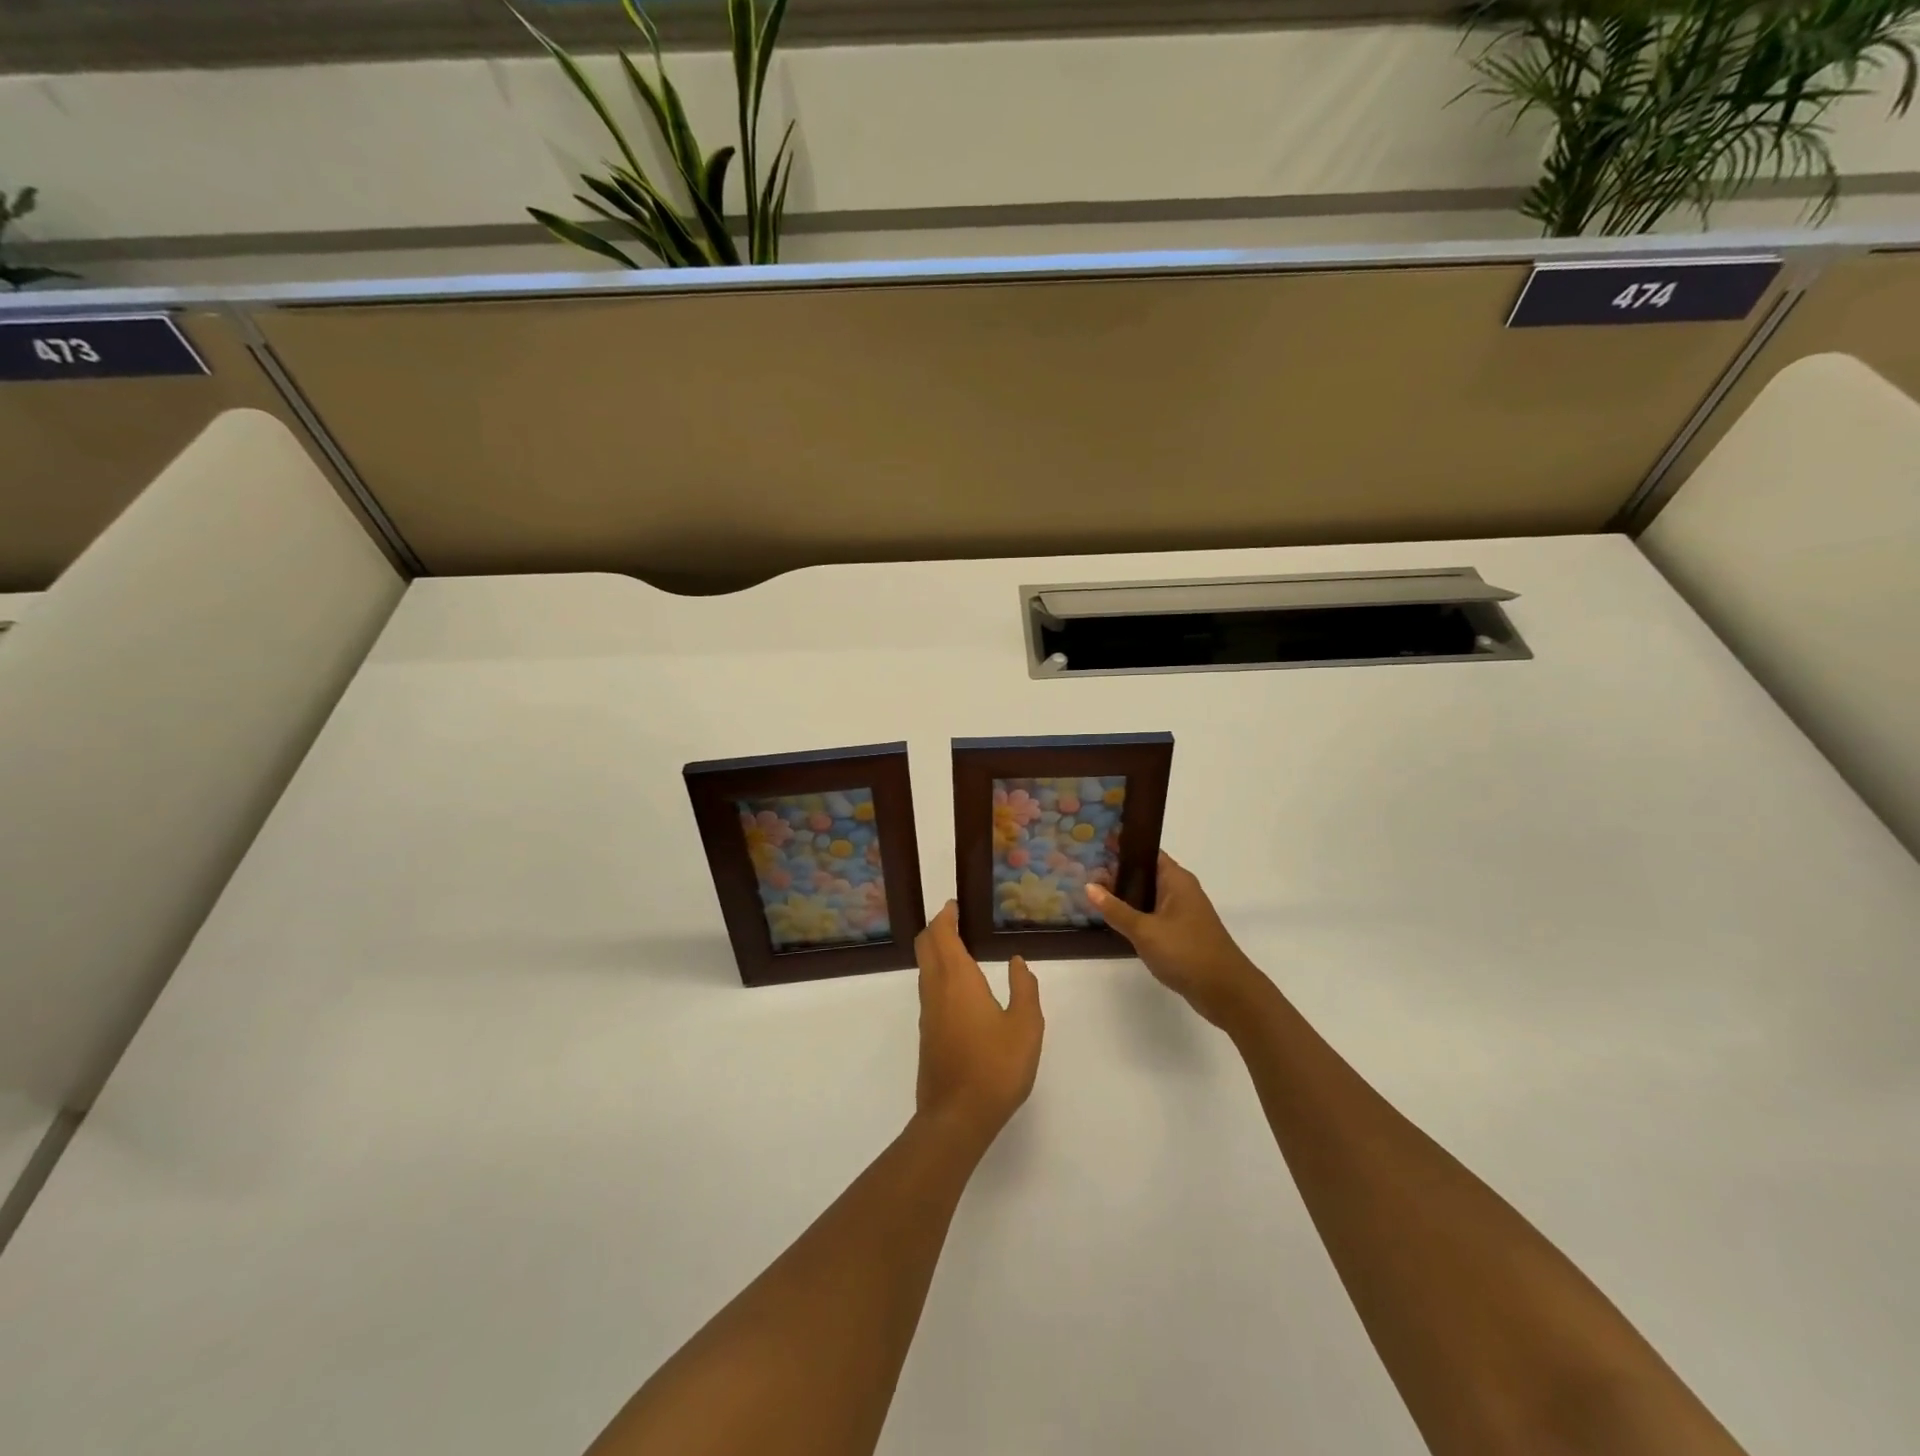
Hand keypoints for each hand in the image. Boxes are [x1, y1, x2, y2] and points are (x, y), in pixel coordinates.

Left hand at [914, 902, 1043, 1148]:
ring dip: (936, 952)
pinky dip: (939, 974)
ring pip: (925, 969)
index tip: (955, 905)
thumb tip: (1017, 962)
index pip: (942, 934)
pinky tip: (960, 988)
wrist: (956, 1118)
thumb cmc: (996, 1067)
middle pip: (925, 946)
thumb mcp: (1026, 1026)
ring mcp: (928, 1013)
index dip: (945, 916)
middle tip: (955, 920)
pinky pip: (929, 990)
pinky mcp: (928, 1034)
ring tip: (961, 948)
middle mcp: (936, 990)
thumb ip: (1024, 989)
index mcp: (957, 979)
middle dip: (936, 928)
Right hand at [1087, 852, 1267, 1028]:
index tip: (1093, 844)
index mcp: (1176, 879)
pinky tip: (1113, 920)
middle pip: (1144, 873)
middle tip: (1084, 871)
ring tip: (1091, 892)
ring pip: (1147, 896)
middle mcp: (1180, 890)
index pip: (1145, 852)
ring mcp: (1181, 913)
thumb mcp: (1145, 930)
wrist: (1225, 991)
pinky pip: (1152, 915)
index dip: (1121, 847)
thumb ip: (1115, 909)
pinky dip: (1134, 914)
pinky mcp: (1180, 933)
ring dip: (1124, 895)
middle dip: (1117, 872)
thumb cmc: (1186, 952)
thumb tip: (1089, 886)